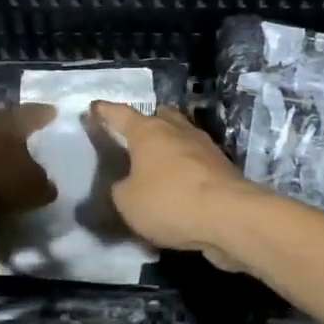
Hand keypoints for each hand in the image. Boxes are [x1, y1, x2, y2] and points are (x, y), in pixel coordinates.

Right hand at [88, 103, 254, 268]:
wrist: (229, 217)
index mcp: (148, 132)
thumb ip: (120, 189)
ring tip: (159, 162)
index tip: (95, 107)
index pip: (121, 114)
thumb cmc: (169, 201)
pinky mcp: (223, 168)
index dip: (105, 111)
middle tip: (135, 136)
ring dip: (171, 146)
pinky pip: (197, 162)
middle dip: (148, 123)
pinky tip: (180, 184)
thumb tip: (126, 184)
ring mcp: (204, 147)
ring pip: (182, 137)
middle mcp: (177, 130)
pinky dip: (187, 168)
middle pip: (160, 117)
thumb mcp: (127, 202)